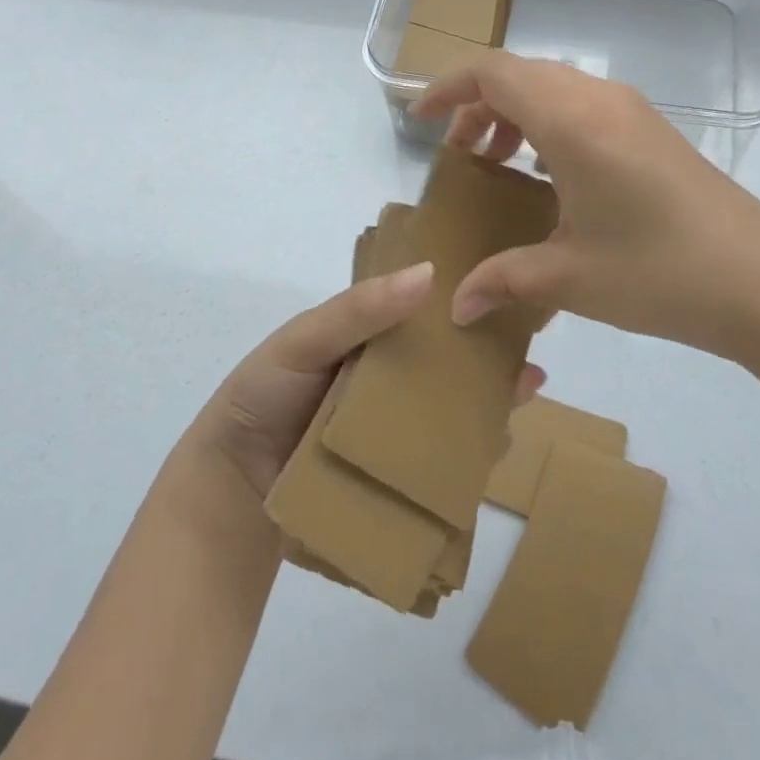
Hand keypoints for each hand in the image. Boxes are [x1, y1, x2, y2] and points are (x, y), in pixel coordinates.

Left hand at [192, 261, 546, 501]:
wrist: (230, 486)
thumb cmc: (265, 395)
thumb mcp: (306, 339)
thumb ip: (359, 309)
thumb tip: (429, 273)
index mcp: (371, 346)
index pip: (425, 322)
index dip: (463, 312)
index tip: (508, 306)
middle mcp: (389, 387)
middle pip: (447, 372)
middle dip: (489, 367)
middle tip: (529, 368)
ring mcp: (393, 435)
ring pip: (450, 418)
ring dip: (487, 410)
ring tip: (523, 404)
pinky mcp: (393, 479)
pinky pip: (437, 464)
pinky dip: (467, 458)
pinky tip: (494, 452)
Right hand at [412, 52, 759, 364]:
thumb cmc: (660, 273)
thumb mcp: (571, 278)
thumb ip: (503, 281)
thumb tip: (456, 306)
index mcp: (573, 122)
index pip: (494, 73)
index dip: (448, 88)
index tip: (419, 119)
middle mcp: (601, 100)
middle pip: (521, 73)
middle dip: (478, 104)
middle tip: (459, 154)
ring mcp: (632, 111)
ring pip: (554, 86)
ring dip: (515, 112)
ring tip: (498, 162)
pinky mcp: (652, 129)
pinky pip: (583, 104)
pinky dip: (549, 123)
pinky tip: (549, 174)